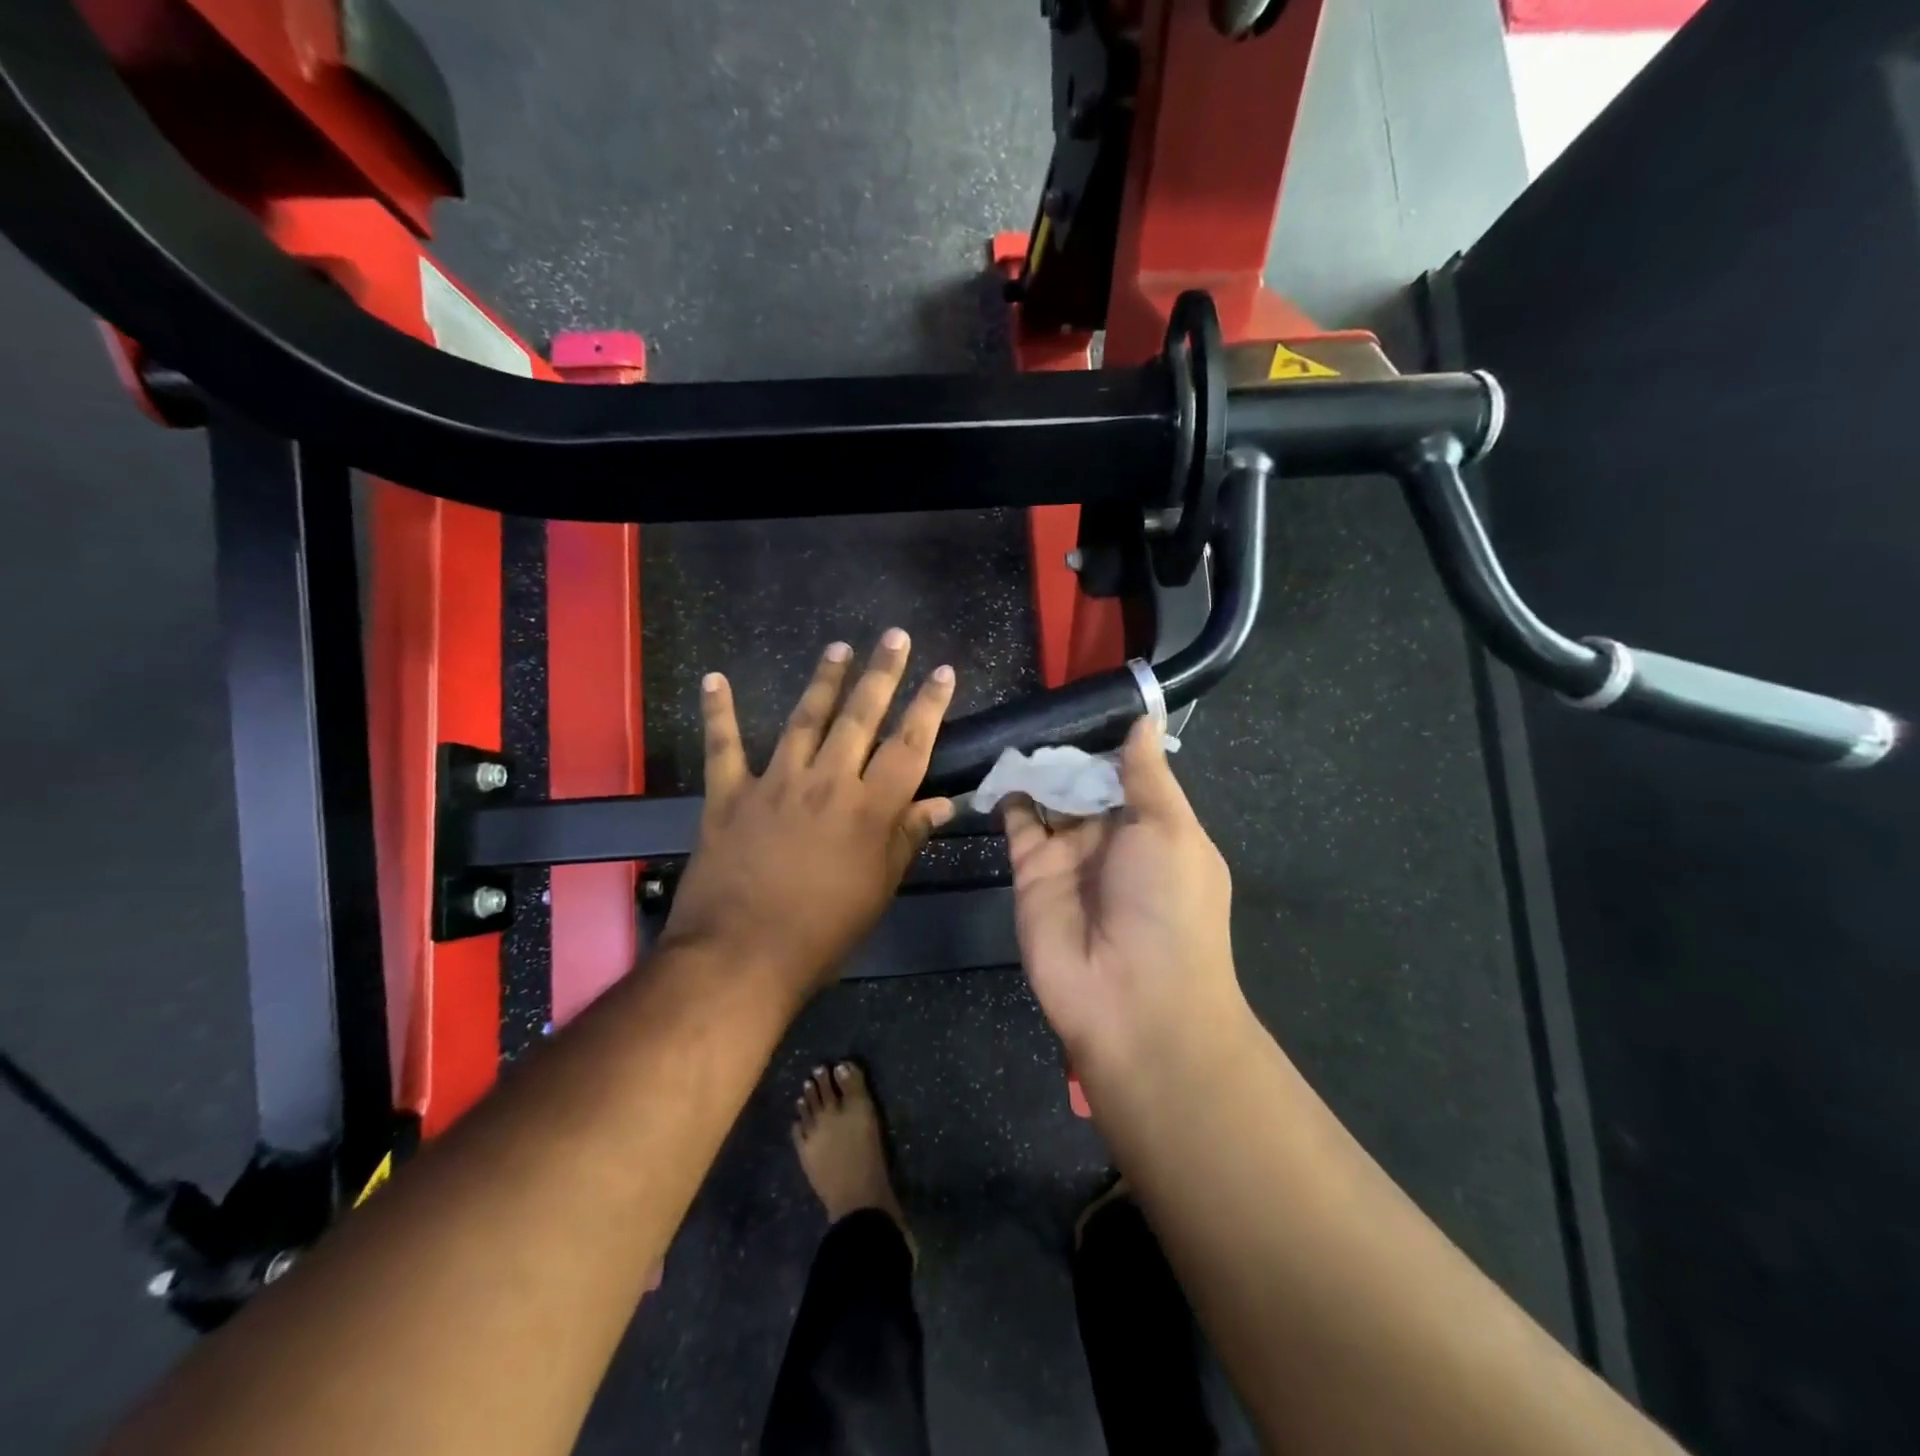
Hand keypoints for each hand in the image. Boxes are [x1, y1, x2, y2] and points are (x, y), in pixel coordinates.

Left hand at [659, 630, 956, 999]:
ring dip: (823, 681)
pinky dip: (718, 712)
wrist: (741, 956)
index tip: (942, 672)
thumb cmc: (823, 932)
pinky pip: (724, 746)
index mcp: (870, 809)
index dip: (929, 706)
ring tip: (839, 649)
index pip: (910, 746)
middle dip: (881, 674)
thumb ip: (907, 838)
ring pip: (804, 720)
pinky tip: (714, 679)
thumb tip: (943, 803)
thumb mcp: (879, 889)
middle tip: (894, 636)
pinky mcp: (729, 795)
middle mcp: (827, 783)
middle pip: (860, 717)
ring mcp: (775, 783)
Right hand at [1005, 718, 1244, 1074]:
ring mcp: (1069, 855)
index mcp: (1154, 828)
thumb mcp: (1171, 830)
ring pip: (1049, 798)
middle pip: (1084, 782)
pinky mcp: (1030, 872)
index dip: (1107, 741)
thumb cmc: (1168, 906)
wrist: (1132, 1001)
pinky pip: (1017, 823)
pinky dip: (1008, 794)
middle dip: (1067, 750)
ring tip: (1016, 723)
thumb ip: (1147, 775)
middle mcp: (1111, 839)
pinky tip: (1001, 761)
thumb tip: (1144, 721)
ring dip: (1037, 766)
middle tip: (1041, 703)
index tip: (1084, 700)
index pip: (1127, 773)